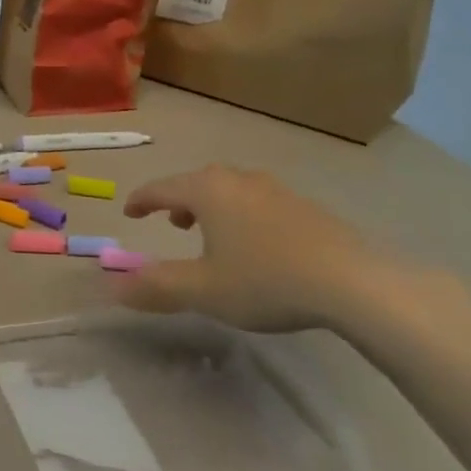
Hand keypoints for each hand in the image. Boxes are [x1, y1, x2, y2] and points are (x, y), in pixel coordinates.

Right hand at [120, 165, 457, 336]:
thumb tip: (113, 288)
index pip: (160, 188)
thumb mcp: (202, 291)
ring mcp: (276, 190)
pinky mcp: (308, 207)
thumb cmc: (266, 281)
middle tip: (172, 224)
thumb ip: (155, 287)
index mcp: (206, 191)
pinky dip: (244, 216)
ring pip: (231, 190)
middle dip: (179, 202)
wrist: (356, 283)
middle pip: (197, 183)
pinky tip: (259, 246)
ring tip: (214, 234)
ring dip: (213, 208)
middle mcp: (238, 180)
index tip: (129, 213)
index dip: (141, 201)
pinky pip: (260, 202)